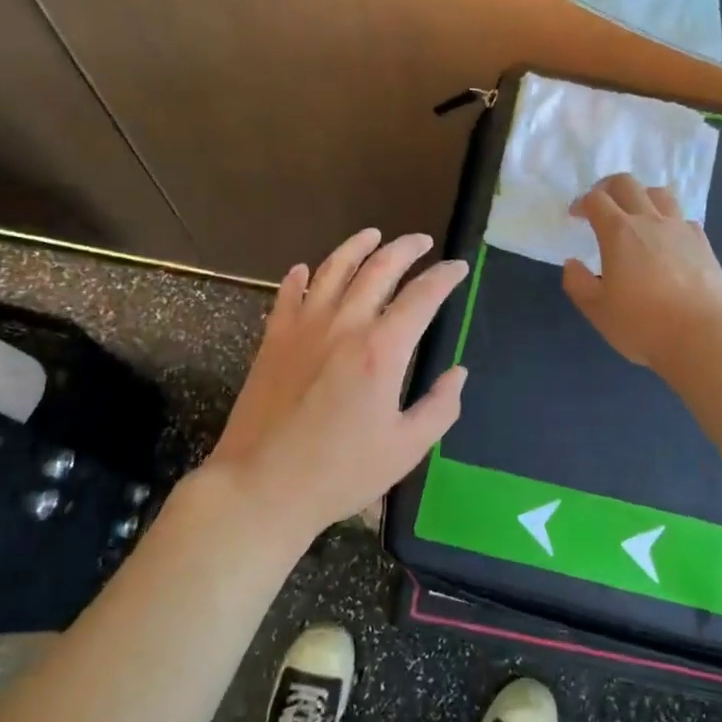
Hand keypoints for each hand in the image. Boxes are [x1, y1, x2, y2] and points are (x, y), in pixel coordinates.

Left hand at [208, 230, 468, 540]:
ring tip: (372, 235)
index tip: (459, 268)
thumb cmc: (340, 473)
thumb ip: (440, 407)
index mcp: (382, 350)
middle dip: (405, 249)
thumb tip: (458, 373)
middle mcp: (344, 325)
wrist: (262, 486)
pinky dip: (301, 276)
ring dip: (356, 247)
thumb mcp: (405, 448)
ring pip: (333, 269)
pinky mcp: (273, 339)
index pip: (422, 297)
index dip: (444, 277)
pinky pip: (288, 293)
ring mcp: (303, 327)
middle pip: (379, 269)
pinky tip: (307, 269)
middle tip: (421, 242)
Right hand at [561, 175, 721, 375]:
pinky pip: (682, 217)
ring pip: (659, 193)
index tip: (576, 216)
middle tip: (601, 205)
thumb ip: (578, 283)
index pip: (595, 200)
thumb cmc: (643, 324)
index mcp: (618, 232)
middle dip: (608, 187)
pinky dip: (668, 220)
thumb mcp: (598, 310)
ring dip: (641, 196)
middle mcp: (649, 221)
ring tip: (635, 215)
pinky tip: (666, 239)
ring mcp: (680, 229)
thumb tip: (572, 263)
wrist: (703, 336)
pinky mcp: (703, 243)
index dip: (581, 203)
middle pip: (627, 184)